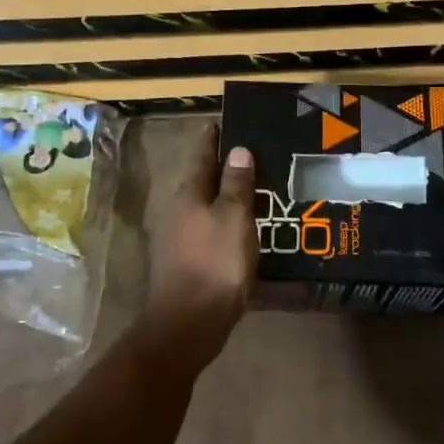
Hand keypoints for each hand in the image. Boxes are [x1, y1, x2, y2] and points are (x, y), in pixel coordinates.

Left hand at [144, 124, 258, 353]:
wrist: (189, 324)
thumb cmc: (215, 264)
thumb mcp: (234, 218)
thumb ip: (236, 184)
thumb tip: (237, 149)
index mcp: (189, 193)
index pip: (203, 153)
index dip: (217, 136)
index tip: (234, 120)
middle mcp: (180, 210)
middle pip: (205, 180)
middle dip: (228, 168)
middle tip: (260, 155)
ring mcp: (182, 238)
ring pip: (209, 207)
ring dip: (231, 198)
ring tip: (262, 191)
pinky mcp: (190, 262)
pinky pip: (213, 231)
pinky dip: (231, 224)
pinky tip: (251, 229)